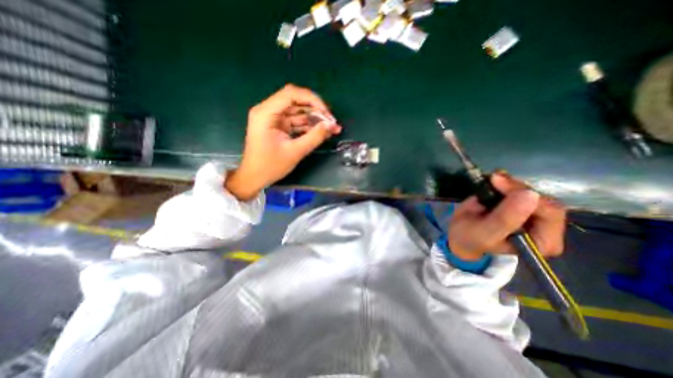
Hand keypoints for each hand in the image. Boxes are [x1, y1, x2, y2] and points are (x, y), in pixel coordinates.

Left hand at [226, 83, 341, 199]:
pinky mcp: (278, 126)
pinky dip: (308, 126)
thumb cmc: (270, 166)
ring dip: (314, 119)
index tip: (327, 113)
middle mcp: (268, 111)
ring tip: (331, 128)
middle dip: (316, 110)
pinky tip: (321, 132)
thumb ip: (315, 137)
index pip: (291, 94)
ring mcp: (273, 119)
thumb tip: (332, 125)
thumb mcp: (295, 152)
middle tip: (331, 122)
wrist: (254, 178)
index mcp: (266, 113)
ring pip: (298, 112)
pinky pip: (296, 121)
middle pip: (296, 101)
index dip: (312, 100)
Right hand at [449, 173, 563, 259]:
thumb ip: (506, 218)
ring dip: (511, 183)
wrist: (458, 233)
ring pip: (531, 191)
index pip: (550, 213)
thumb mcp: (486, 232)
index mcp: (543, 242)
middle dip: (516, 188)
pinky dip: (507, 181)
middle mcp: (545, 227)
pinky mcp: (520, 203)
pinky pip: (521, 188)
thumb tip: (530, 194)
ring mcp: (533, 213)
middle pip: (542, 199)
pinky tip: (494, 179)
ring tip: (492, 178)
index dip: (526, 195)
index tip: (499, 184)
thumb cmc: (470, 238)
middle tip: (494, 179)